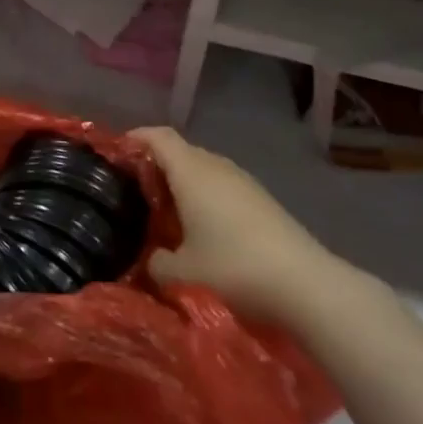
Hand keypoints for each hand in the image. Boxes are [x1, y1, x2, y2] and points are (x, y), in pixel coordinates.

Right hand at [131, 126, 345, 325]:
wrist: (306, 286)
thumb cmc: (234, 269)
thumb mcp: (181, 273)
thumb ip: (155, 262)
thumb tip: (151, 259)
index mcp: (192, 172)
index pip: (159, 137)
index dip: (135, 139)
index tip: (115, 154)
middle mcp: (217, 167)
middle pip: (180, 151)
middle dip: (155, 165)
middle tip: (133, 191)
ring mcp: (243, 182)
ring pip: (202, 169)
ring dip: (181, 183)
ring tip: (163, 212)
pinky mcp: (261, 200)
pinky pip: (220, 186)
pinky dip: (203, 197)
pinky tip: (199, 228)